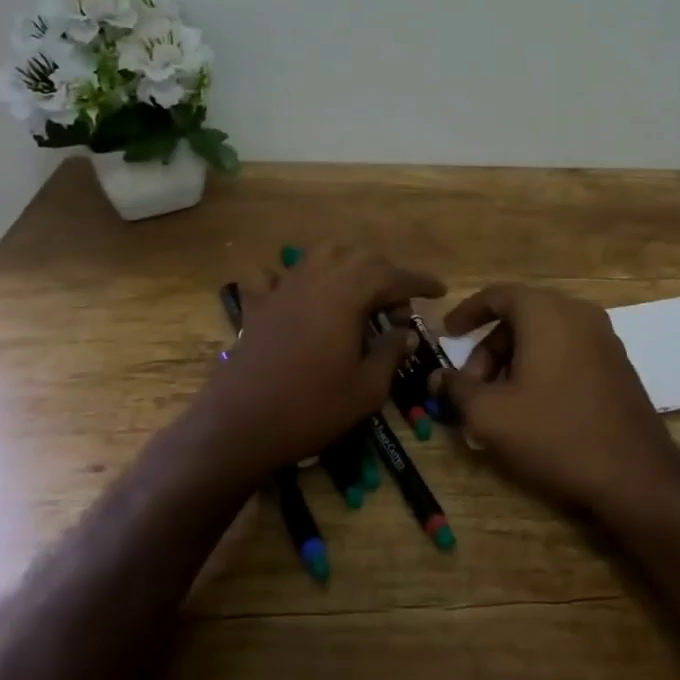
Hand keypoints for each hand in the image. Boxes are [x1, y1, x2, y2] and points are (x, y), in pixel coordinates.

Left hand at [187, 243, 444, 485]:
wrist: (240, 425)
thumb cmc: (311, 407)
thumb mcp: (366, 388)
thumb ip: (390, 353)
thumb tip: (405, 333)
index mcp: (348, 293)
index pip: (394, 276)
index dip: (419, 282)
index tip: (439, 290)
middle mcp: (317, 277)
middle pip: (360, 258)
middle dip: (386, 274)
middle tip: (399, 307)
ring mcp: (283, 287)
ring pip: (322, 255)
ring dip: (347, 265)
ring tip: (360, 291)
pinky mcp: (258, 304)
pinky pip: (273, 274)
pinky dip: (289, 275)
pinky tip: (296, 290)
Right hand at [433, 284, 679, 515]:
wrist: (634, 474)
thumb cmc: (554, 433)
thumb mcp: (491, 415)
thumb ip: (457, 389)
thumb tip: (437, 377)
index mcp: (546, 312)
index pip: (498, 295)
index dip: (467, 312)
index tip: (447, 334)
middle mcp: (577, 313)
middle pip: (521, 316)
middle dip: (489, 348)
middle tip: (472, 386)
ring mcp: (603, 337)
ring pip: (545, 334)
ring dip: (514, 359)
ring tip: (499, 401)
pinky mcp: (617, 363)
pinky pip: (568, 350)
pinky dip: (542, 365)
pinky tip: (533, 406)